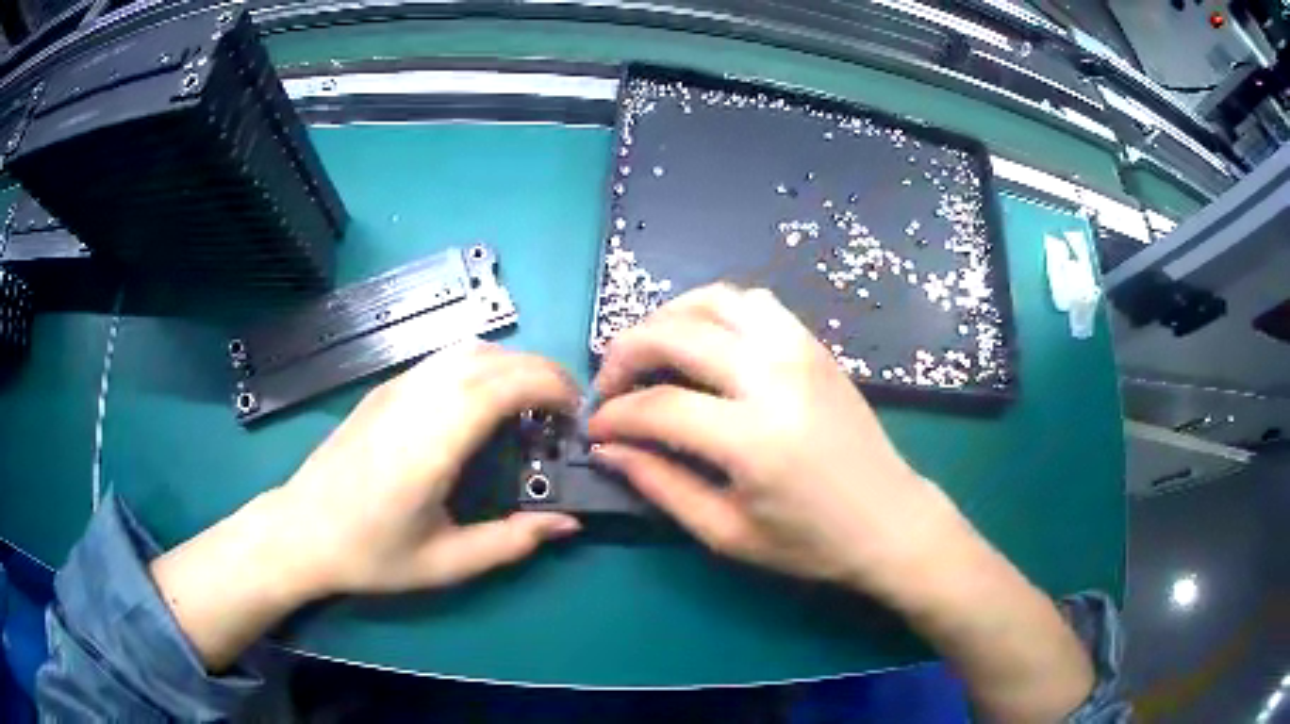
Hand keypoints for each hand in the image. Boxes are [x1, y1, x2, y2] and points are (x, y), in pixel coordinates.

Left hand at [273, 340, 582, 597]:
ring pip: (469, 348)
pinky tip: (484, 404)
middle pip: (494, 357)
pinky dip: (482, 366)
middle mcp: (416, 399)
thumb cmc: (371, 553)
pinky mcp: (384, 387)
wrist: (301, 530)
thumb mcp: (446, 563)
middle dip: (543, 373)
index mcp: (432, 442)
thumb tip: (568, 522)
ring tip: (530, 407)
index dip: (551, 388)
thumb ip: (512, 542)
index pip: (504, 383)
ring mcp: (396, 387)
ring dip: (512, 366)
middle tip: (565, 414)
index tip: (575, 418)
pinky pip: (445, 358)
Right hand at [589, 285, 1097, 722]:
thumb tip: (610, 449)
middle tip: (610, 387)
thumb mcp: (727, 533)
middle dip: (625, 354)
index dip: (614, 416)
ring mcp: (799, 351)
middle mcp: (775, 376)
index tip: (596, 430)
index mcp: (754, 437)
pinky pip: (753, 303)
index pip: (658, 406)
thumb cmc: (811, 543)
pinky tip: (703, 341)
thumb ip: (661, 485)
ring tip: (650, 354)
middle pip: (676, 334)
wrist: (890, 521)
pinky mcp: (814, 345)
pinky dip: (714, 310)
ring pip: (714, 299)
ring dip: (668, 318)